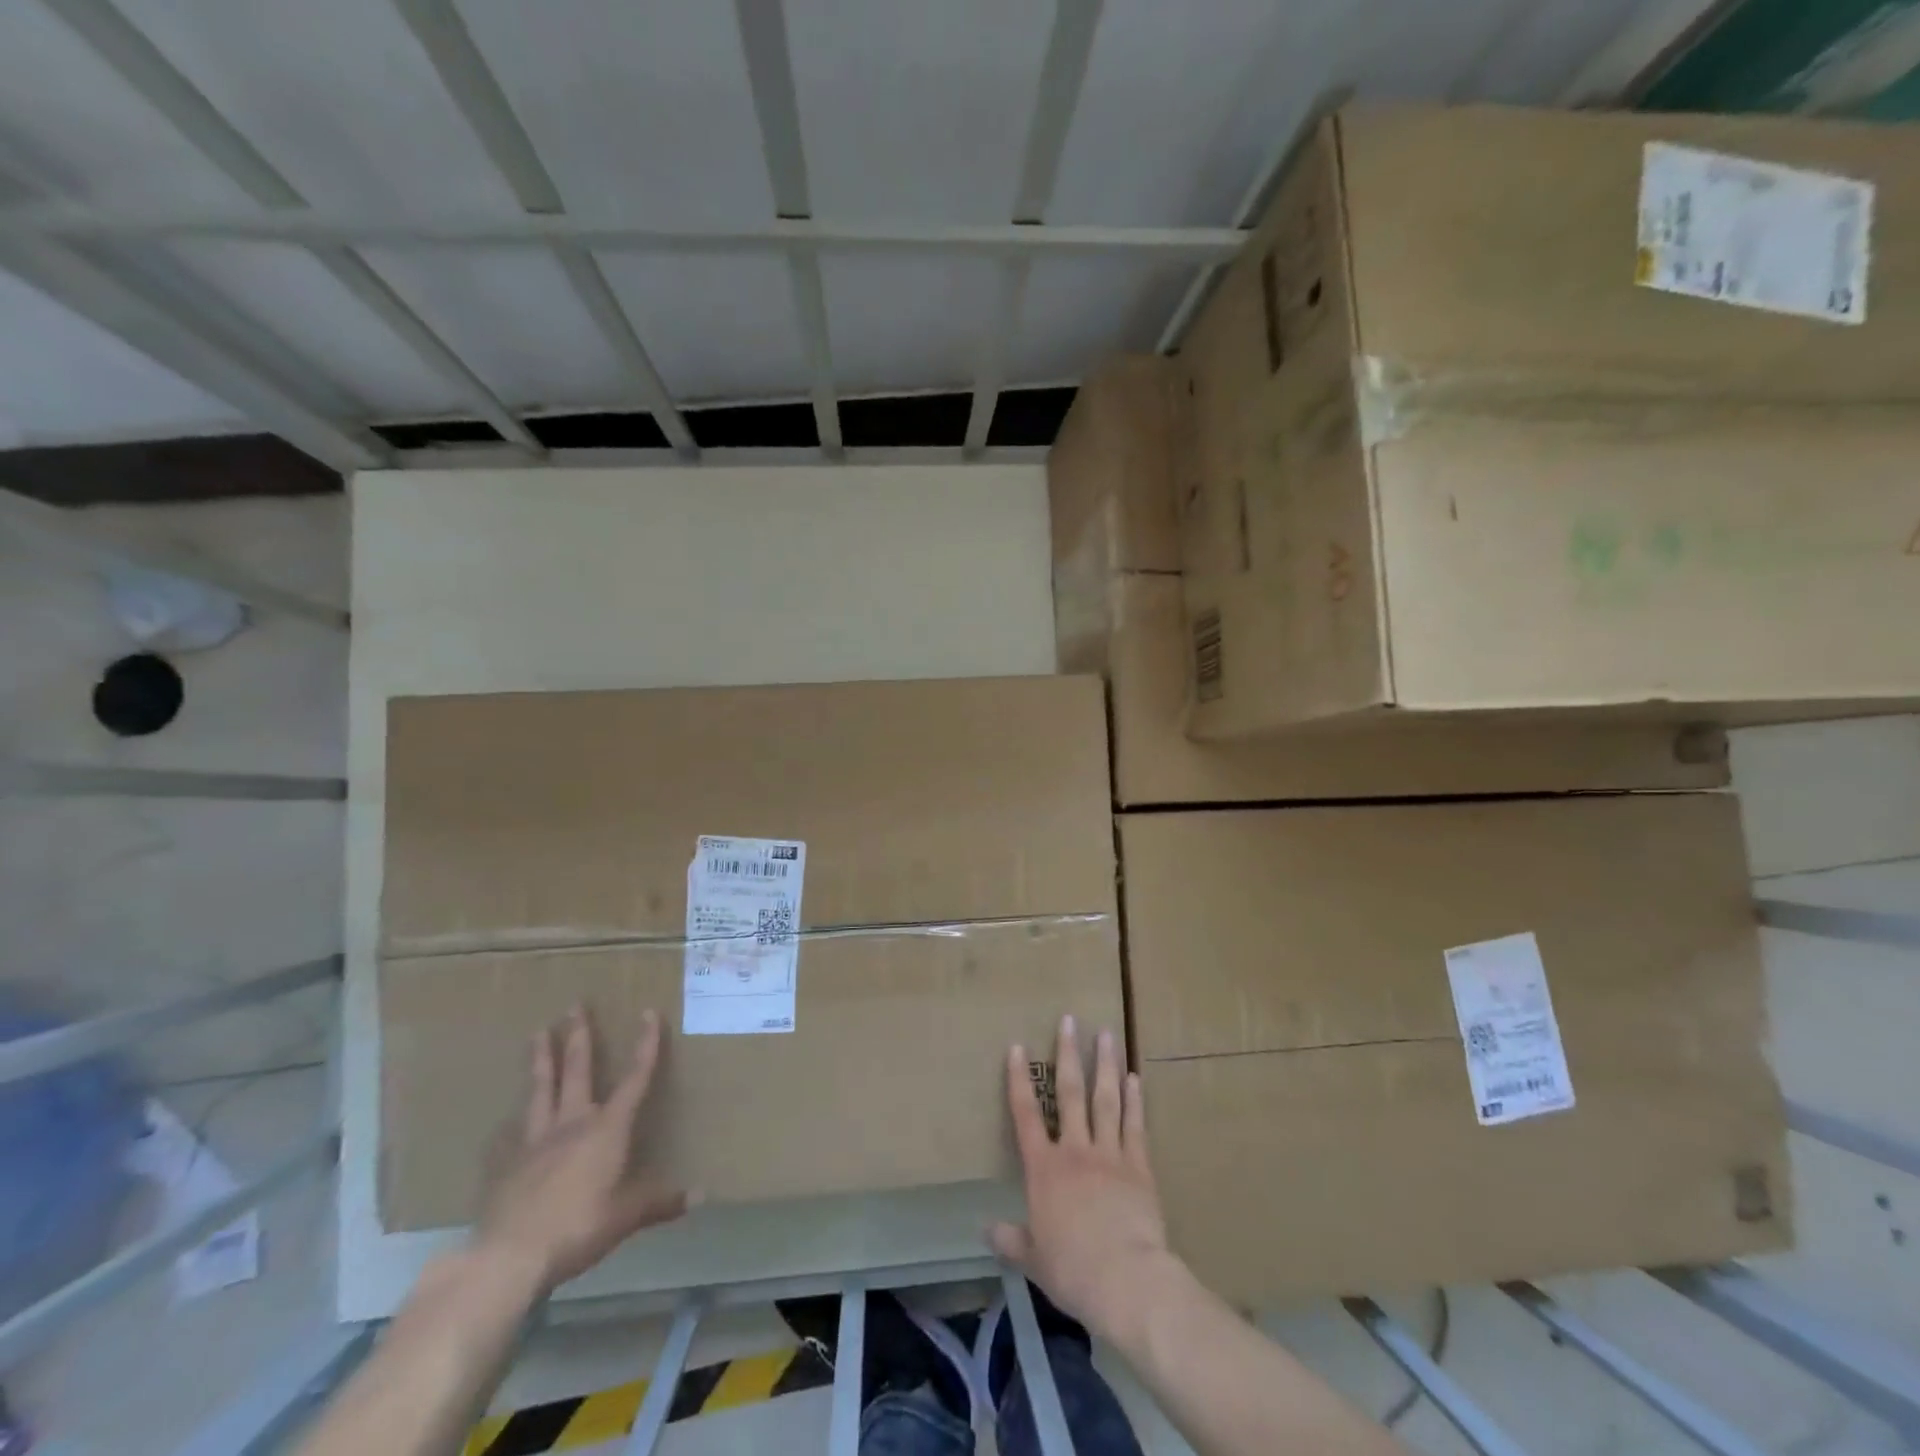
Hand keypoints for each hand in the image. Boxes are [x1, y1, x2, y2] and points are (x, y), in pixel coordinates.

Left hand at [476, 1006, 690, 1291]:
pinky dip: (513, 1120)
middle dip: (579, 1037)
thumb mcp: (627, 1217)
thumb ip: (660, 1202)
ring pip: (541, 1090)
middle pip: (577, 1071)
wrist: (509, 1257)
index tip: (648, 1013)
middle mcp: (572, 1124)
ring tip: (538, 1032)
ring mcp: (535, 1141)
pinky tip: (506, 1118)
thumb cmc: (579, 1227)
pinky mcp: (507, 1164)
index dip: (645, 1045)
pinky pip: (512, 1133)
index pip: (634, 1078)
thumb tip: (701, 1194)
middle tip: (575, 1006)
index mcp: (607, 1129)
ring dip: (541, 1060)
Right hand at [991, 1015, 1183, 1344]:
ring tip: (1106, 1034)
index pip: (1025, 1114)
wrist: (1125, 1278)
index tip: (1017, 1046)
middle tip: (1070, 1020)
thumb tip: (987, 1231)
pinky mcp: (1139, 1166)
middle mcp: (1075, 1150)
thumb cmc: (1072, 1269)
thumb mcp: (1034, 1259)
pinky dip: (1134, 1100)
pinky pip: (1134, 1125)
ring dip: (1105, 1064)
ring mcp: (1109, 1154)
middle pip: (1070, 1093)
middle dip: (1068, 1054)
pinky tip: (1134, 1078)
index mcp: (1044, 1169)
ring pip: (1105, 1099)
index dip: (1019, 1079)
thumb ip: (1012, 1241)